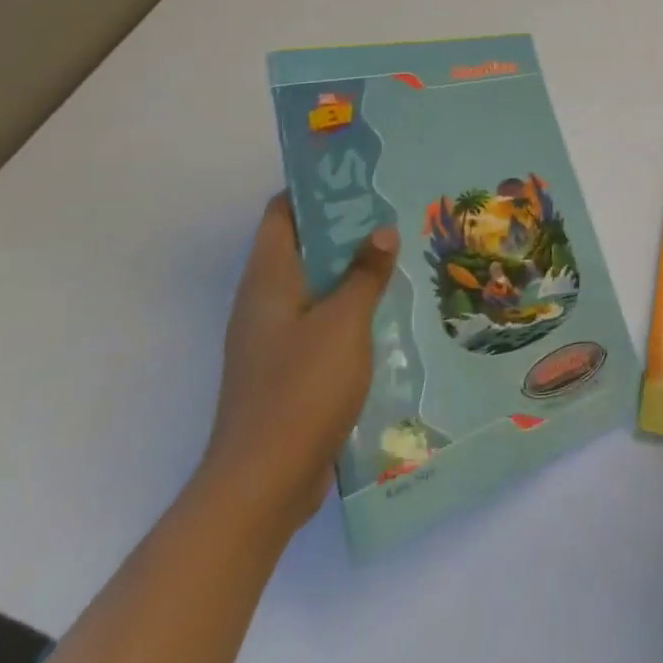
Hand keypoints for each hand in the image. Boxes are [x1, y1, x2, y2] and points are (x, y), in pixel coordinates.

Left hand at [197, 192, 398, 542]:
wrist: (262, 486)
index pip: (282, 214)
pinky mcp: (288, 371)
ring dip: (352, 271)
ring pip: (316, 287)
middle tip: (393, 212)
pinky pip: (321, 323)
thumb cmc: (301, 389)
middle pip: (303, 248)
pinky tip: (388, 311)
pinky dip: (350, 309)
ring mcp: (274, 340)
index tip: (357, 176)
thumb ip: (365, 274)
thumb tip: (381, 232)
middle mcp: (265, 303)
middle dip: (345, 229)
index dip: (314, 189)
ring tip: (400, 255)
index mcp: (268, 280)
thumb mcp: (344, 322)